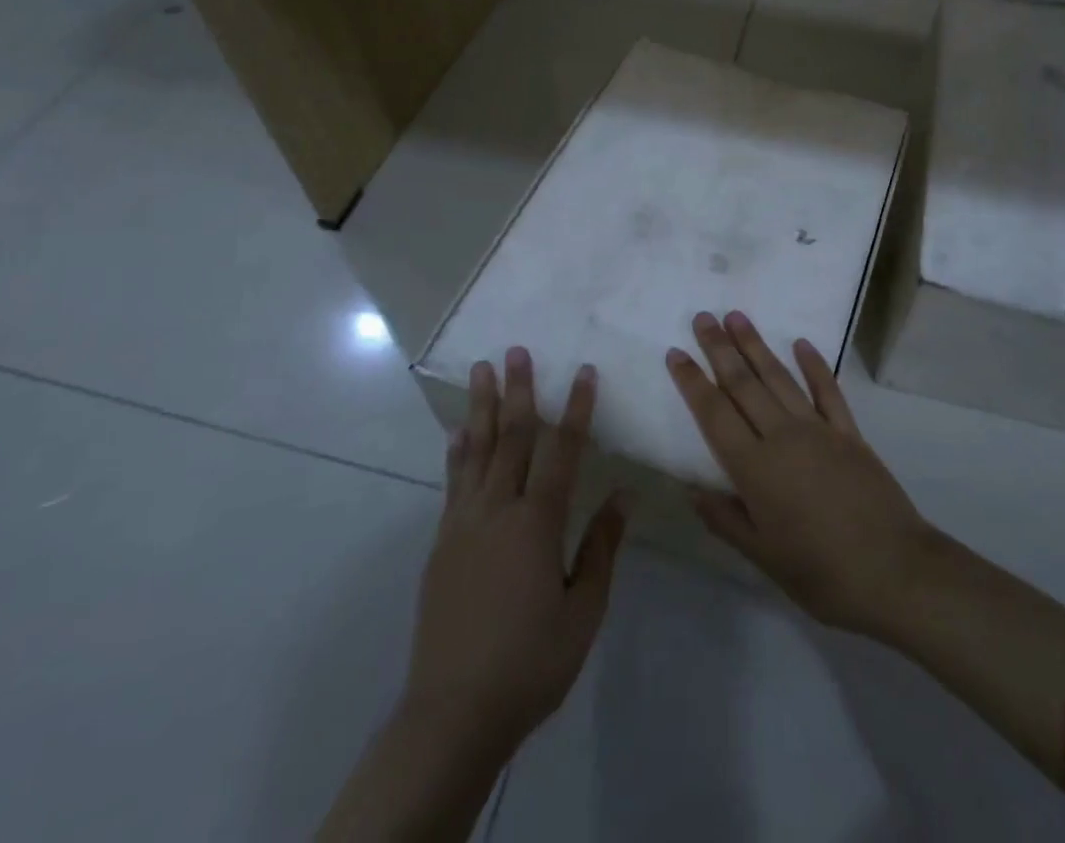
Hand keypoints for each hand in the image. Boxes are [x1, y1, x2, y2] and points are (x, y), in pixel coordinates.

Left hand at [400, 348, 625, 764]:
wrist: (452, 713)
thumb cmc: (530, 662)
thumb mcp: (582, 612)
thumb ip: (601, 548)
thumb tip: (623, 495)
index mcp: (537, 524)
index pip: (562, 452)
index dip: (576, 409)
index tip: (584, 372)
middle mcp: (497, 511)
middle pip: (512, 438)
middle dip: (519, 391)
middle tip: (516, 350)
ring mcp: (463, 525)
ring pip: (476, 451)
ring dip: (482, 407)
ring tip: (482, 371)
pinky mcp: (442, 543)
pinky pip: (453, 483)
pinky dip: (458, 451)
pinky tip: (459, 432)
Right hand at [666, 311, 939, 640]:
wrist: (895, 572)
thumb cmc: (821, 574)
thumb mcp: (763, 557)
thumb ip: (726, 520)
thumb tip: (690, 490)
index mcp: (755, 468)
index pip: (714, 414)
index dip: (692, 382)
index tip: (676, 352)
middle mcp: (783, 437)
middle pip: (743, 384)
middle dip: (719, 349)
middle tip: (702, 318)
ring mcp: (819, 430)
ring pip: (780, 378)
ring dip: (756, 346)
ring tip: (737, 316)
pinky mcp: (850, 433)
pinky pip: (828, 391)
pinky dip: (814, 366)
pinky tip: (801, 344)